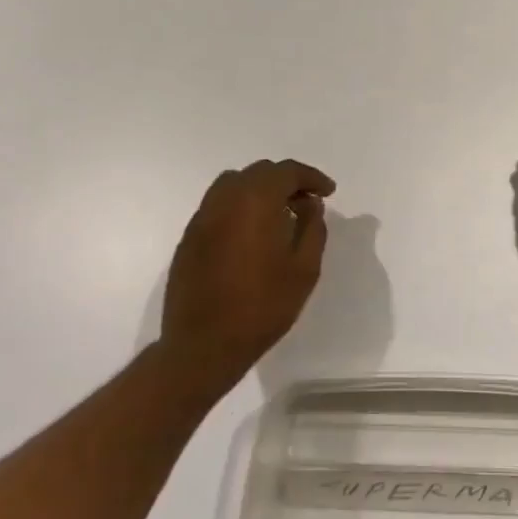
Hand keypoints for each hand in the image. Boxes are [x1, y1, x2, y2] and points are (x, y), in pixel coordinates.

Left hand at [160, 159, 335, 390]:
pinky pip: (218, 206)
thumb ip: (313, 228)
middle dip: (286, 181)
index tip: (328, 192)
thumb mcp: (304, 269)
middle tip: (307, 203)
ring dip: (260, 190)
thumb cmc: (262, 307)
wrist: (203, 346)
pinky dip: (239, 206)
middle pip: (259, 172)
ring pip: (234, 184)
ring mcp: (202, 218)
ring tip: (278, 214)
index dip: (311, 177)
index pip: (286, 172)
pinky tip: (252, 233)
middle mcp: (225, 200)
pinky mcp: (189, 238)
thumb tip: (310, 205)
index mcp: (256, 202)